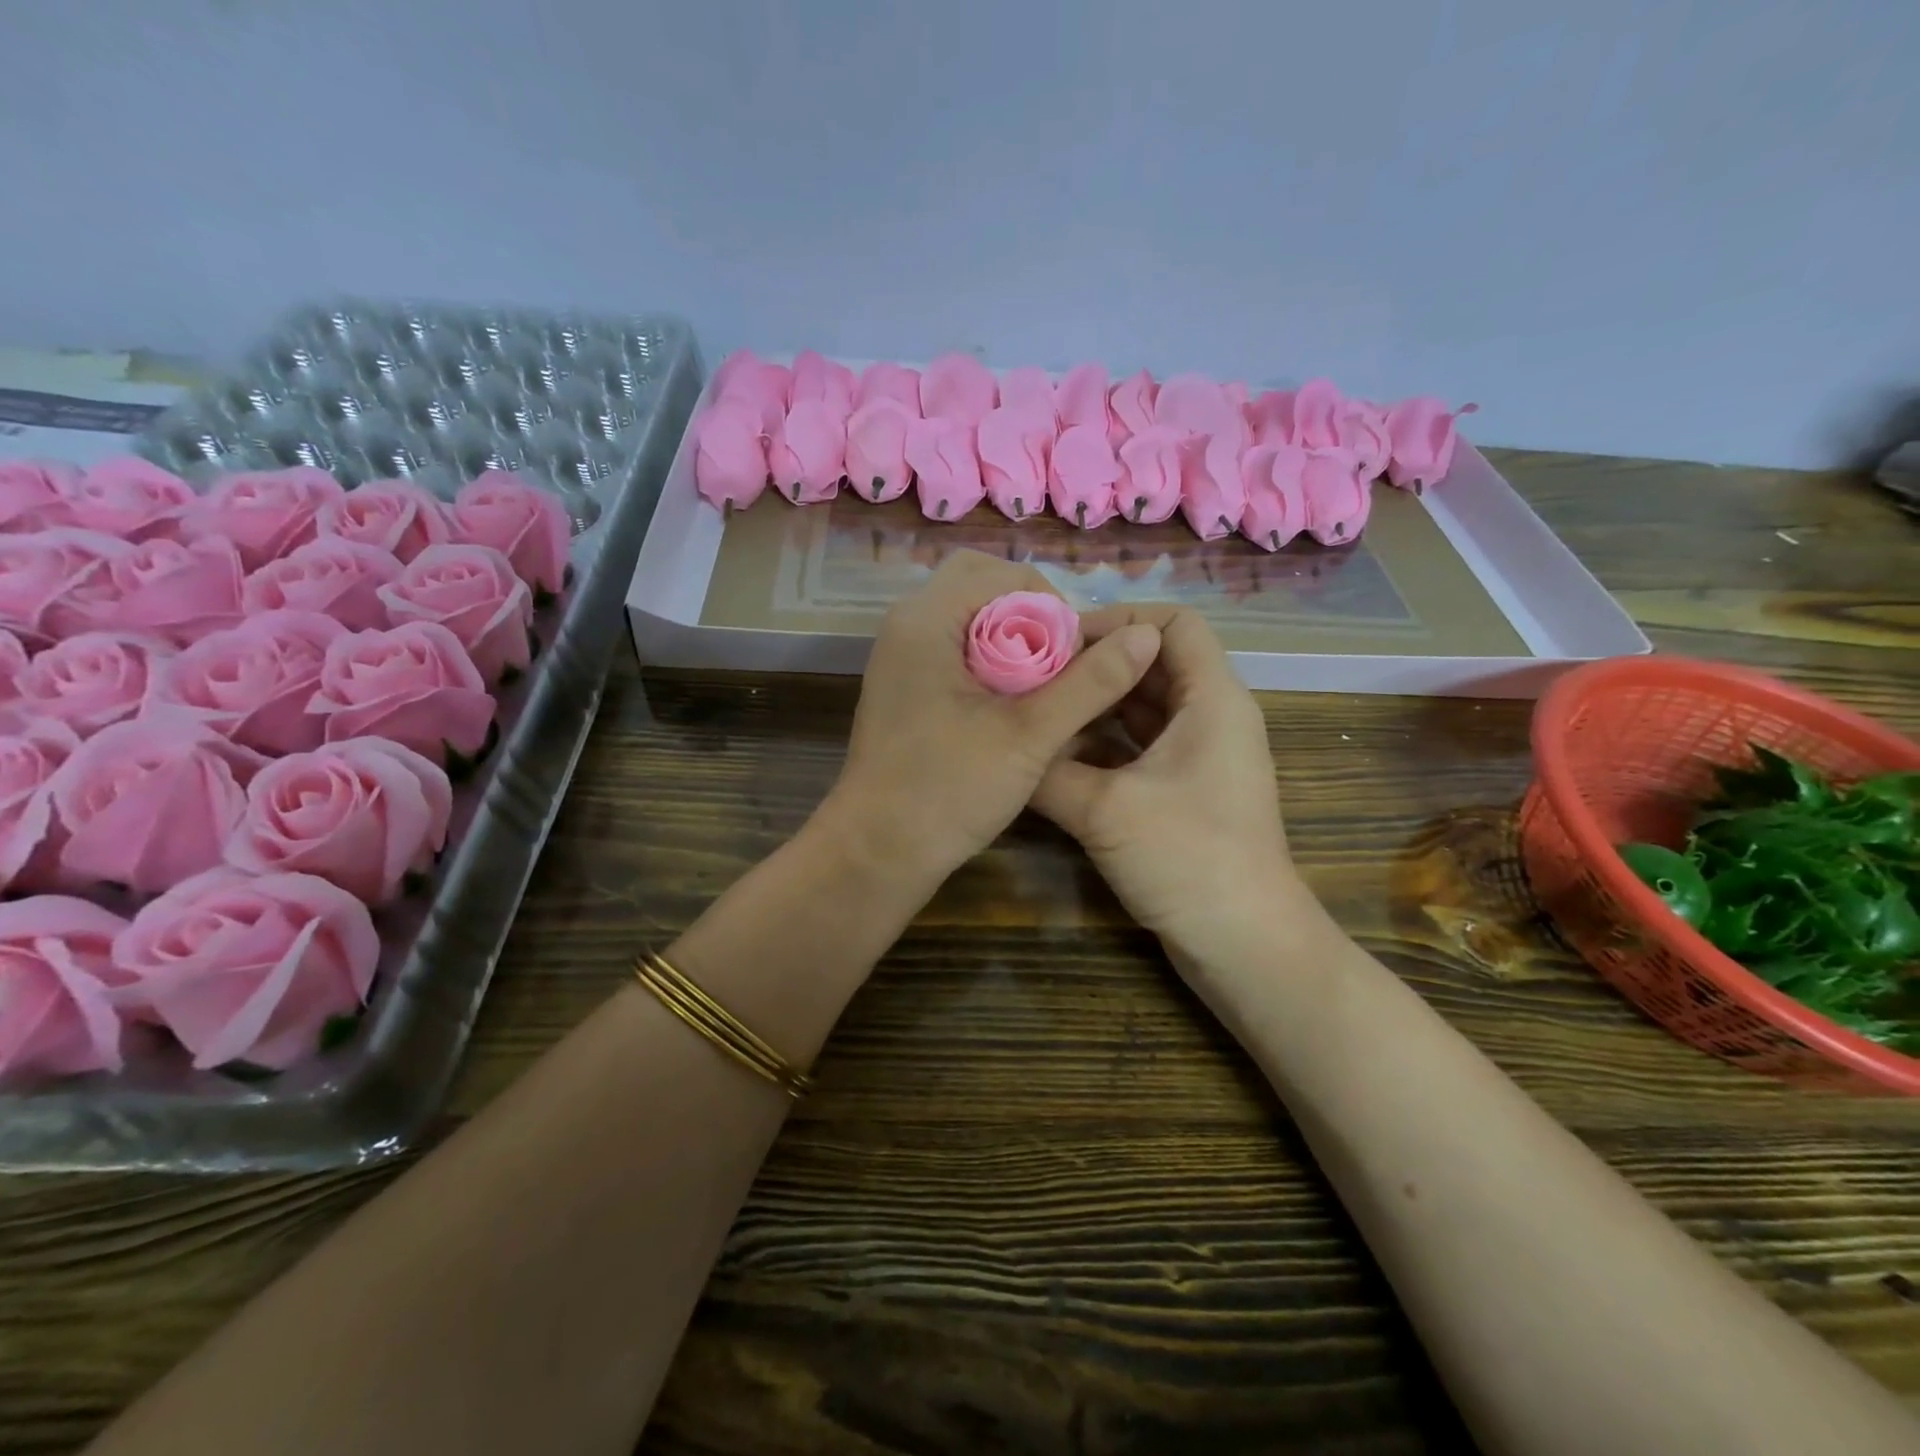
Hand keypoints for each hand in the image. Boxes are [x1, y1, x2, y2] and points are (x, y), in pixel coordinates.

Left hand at [824, 550, 1162, 894]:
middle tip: (1059, 667)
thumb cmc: (948, 789)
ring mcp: (900, 657)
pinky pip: (955, 651)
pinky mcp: (904, 688)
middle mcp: (907, 625)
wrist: (876, 852)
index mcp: (927, 619)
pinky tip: (1013, 709)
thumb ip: (1089, 683)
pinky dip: (990, 665)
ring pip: (970, 621)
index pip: (1004, 574)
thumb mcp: (1029, 736)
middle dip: (1032, 619)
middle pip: (982, 587)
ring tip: (1042, 691)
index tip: (1075, 659)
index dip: (1052, 606)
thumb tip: (1145, 635)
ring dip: (1013, 643)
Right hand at [1030, 604, 1315, 965]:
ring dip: (1095, 706)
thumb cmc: (1187, 859)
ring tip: (1037, 710)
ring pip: (1144, 708)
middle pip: (1152, 663)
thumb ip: (1047, 769)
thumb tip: (1001, 744)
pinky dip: (1103, 743)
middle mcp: (1212, 717)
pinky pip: (1141, 746)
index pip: (1172, 622)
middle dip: (1095, 665)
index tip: (1061, 644)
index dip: (1119, 621)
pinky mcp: (1186, 790)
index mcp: (1212, 699)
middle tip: (1033, 677)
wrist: (1244, 945)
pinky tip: (1058, 755)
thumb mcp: (1104, 808)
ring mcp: (1200, 756)